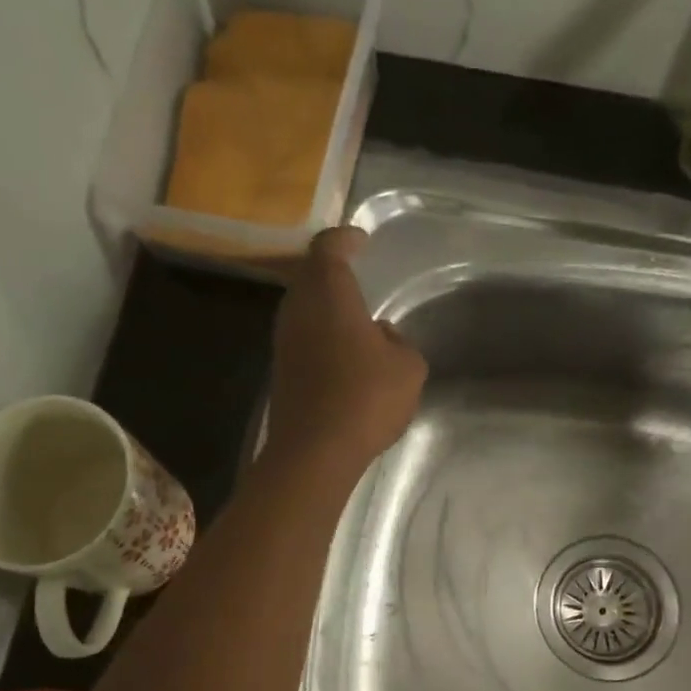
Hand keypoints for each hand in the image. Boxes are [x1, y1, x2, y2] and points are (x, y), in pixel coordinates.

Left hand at [265, 227, 425, 476]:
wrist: (315, 451)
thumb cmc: (366, 397)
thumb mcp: (408, 367)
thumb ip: (400, 342)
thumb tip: (382, 335)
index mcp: (328, 292)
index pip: (329, 247)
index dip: (346, 239)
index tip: (362, 240)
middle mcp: (298, 308)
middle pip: (312, 277)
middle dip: (334, 273)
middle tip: (359, 275)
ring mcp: (284, 341)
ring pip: (306, 310)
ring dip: (328, 309)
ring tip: (358, 319)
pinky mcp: (282, 372)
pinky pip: (304, 339)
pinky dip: (322, 337)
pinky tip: (345, 356)